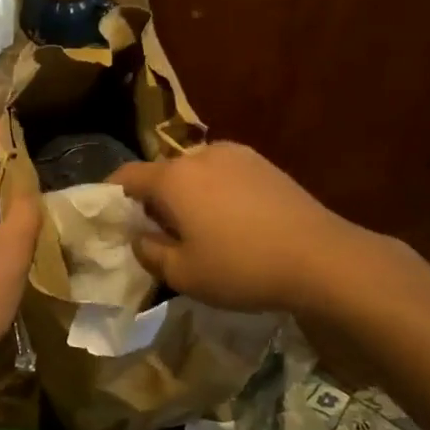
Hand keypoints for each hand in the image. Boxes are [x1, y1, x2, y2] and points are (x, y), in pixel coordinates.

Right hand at [108, 142, 371, 316]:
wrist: (321, 257)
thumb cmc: (241, 268)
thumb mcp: (183, 274)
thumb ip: (150, 252)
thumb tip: (140, 237)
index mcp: (172, 178)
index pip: (125, 176)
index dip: (110, 195)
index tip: (108, 217)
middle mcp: (199, 155)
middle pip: (161, 173)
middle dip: (153, 200)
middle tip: (158, 234)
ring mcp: (235, 155)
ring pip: (194, 173)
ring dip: (186, 195)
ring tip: (199, 229)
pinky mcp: (263, 163)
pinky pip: (223, 174)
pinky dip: (215, 193)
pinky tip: (232, 222)